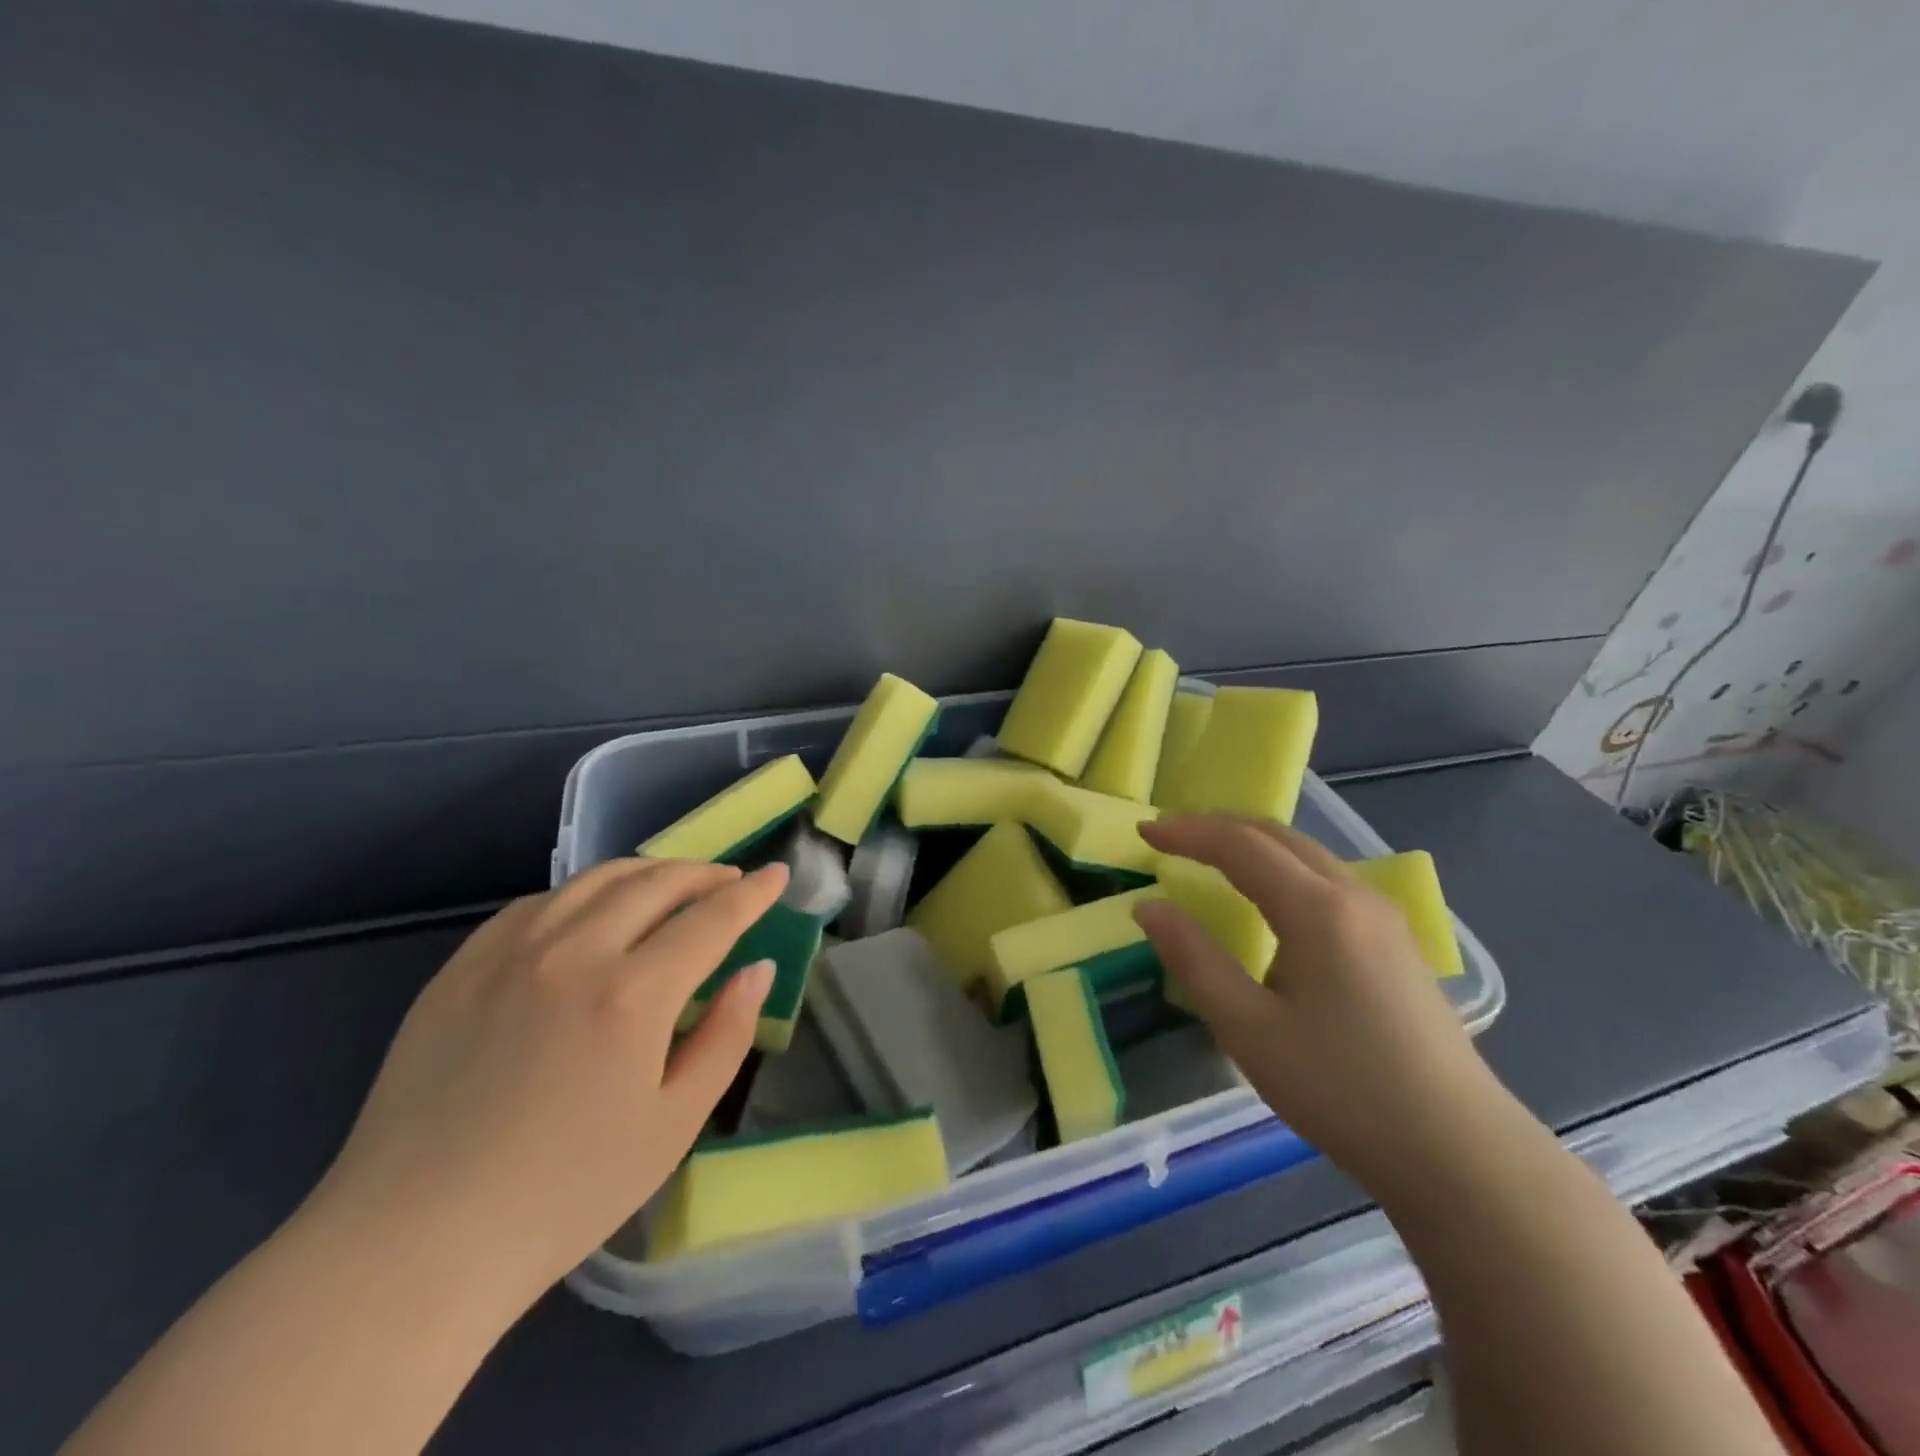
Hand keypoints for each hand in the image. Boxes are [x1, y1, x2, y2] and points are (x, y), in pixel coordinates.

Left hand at [306, 858, 786, 1306]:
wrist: (412, 1246)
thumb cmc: (564, 1195)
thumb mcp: (674, 1123)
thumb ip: (726, 1034)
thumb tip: (757, 968)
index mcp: (633, 994)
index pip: (712, 918)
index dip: (753, 892)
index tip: (778, 874)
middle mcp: (574, 952)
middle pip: (656, 883)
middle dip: (705, 874)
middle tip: (730, 881)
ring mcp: (509, 953)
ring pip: (596, 880)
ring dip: (648, 873)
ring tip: (672, 885)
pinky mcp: (461, 967)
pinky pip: (538, 903)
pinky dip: (584, 893)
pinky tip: (593, 912)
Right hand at [1135, 816, 1502, 1188]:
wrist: (1459, 1153)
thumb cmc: (1342, 1089)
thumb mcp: (1249, 1029)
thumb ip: (1195, 959)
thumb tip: (1150, 908)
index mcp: (1316, 909)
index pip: (1240, 846)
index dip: (1187, 833)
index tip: (1143, 833)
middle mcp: (1354, 895)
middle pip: (1277, 835)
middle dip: (1218, 826)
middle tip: (1170, 836)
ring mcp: (1383, 917)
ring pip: (1307, 854)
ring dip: (1252, 843)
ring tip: (1210, 855)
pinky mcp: (1396, 942)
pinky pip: (1327, 877)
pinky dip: (1282, 866)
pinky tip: (1270, 896)